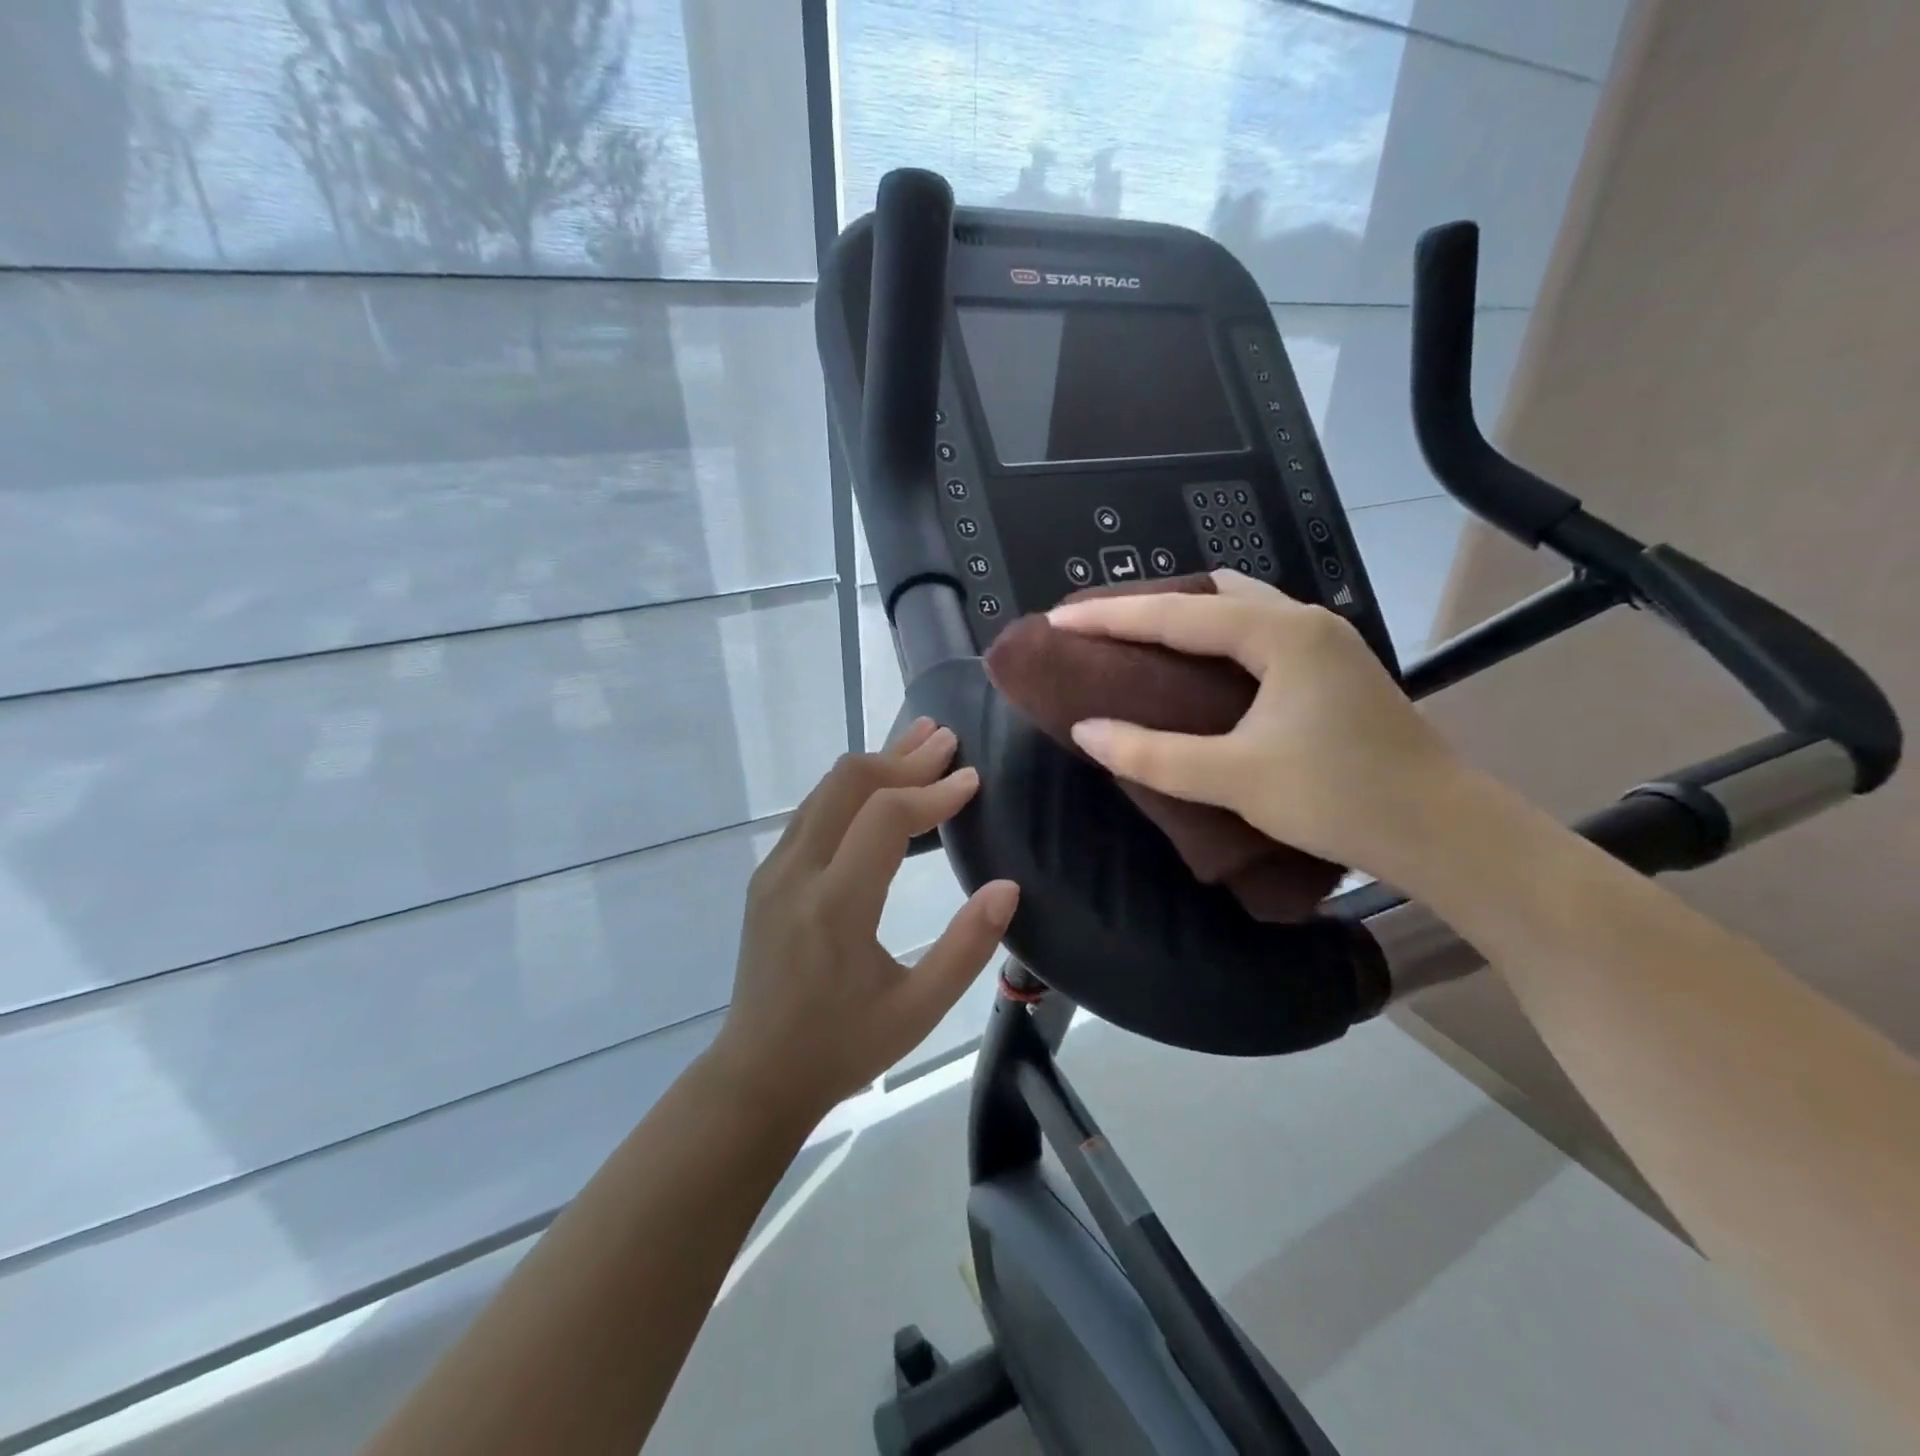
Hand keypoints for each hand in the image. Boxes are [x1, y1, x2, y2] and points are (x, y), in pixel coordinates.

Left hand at [706, 720, 1019, 1120]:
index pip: (885, 817)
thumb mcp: (918, 1009)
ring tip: (919, 744)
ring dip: (876, 763)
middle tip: (948, 740)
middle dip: (902, 756)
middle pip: (848, 783)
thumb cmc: (843, 1046)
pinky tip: (880, 787)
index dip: (933, 792)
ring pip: (826, 790)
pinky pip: (813, 811)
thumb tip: (1007, 887)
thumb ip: (967, 947)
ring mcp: (774, 870)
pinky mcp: (768, 876)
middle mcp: (797, 873)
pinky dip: (852, 788)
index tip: (973, 780)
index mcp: (835, 905)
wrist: (757, 1075)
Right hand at [1047, 569, 1467, 876]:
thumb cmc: (1339, 797)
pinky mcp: (1332, 671)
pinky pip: (1257, 634)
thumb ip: (1153, 754)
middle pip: (1211, 593)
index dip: (1111, 617)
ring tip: (1137, 642)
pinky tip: (1195, 668)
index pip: (1177, 614)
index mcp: (1281, 634)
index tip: (1058, 621)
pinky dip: (1214, 640)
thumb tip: (1086, 730)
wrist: (1444, 832)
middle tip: (1099, 628)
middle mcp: (1304, 623)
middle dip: (1150, 604)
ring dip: (1185, 618)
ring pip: (1239, 609)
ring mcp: (1325, 644)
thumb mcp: (1235, 778)